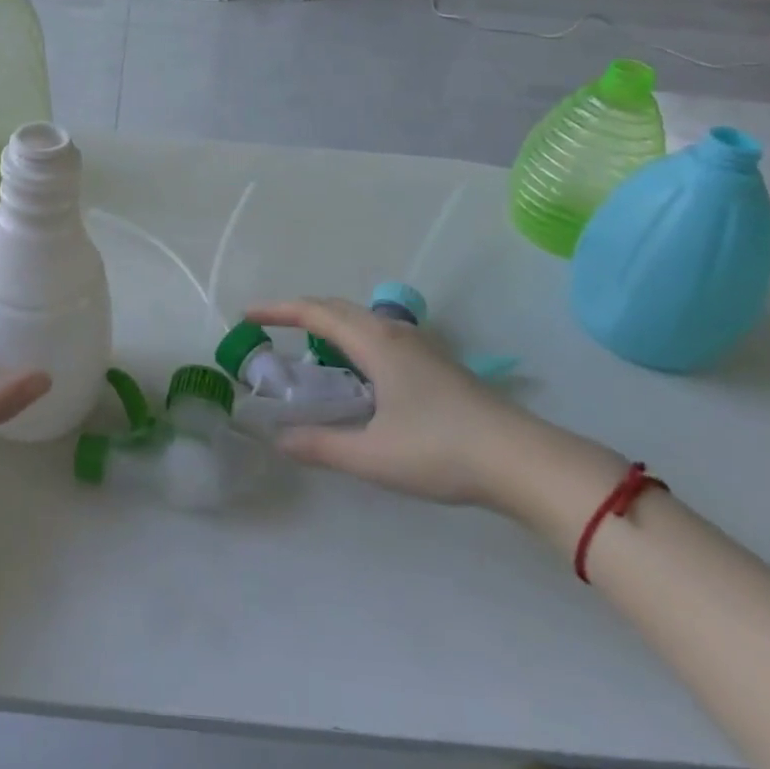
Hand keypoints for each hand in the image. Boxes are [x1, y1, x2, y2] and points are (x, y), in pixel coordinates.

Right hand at [246, 297, 547, 508]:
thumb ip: (321, 446)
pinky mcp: (437, 363)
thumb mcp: (372, 455)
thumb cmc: (441, 450)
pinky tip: (358, 374)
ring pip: (363, 321)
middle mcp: (395, 333)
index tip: (247, 314)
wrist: (522, 460)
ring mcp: (420, 346)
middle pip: (338, 309)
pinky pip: (380, 336)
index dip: (278, 310)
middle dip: (301, 312)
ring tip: (309, 349)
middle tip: (271, 328)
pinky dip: (353, 340)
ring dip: (330, 325)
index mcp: (375, 343)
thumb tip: (278, 439)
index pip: (315, 312)